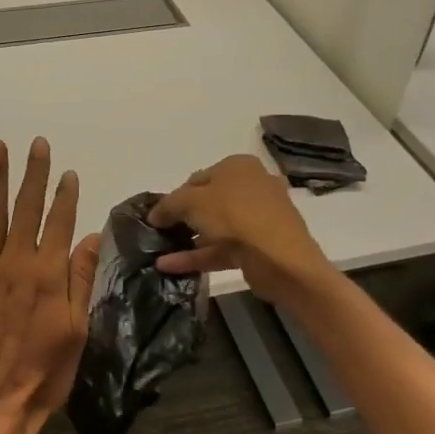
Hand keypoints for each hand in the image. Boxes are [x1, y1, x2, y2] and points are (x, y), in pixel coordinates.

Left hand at [0, 138, 100, 433]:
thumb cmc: (43, 374)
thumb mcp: (77, 332)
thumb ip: (81, 280)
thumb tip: (90, 236)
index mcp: (48, 275)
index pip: (60, 224)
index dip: (65, 196)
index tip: (68, 171)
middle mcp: (16, 264)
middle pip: (27, 209)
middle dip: (33, 174)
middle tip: (36, 144)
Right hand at [149, 155, 333, 306]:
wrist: (280, 259)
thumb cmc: (234, 215)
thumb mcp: (191, 202)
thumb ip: (168, 205)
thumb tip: (154, 215)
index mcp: (238, 167)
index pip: (198, 178)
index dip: (174, 196)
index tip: (158, 215)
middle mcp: (251, 187)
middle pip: (207, 203)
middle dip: (182, 219)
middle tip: (159, 233)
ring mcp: (257, 219)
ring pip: (214, 228)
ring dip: (187, 240)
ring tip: (158, 252)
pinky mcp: (258, 247)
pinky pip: (221, 248)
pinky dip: (197, 256)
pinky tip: (168, 266)